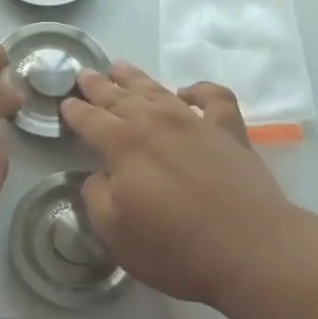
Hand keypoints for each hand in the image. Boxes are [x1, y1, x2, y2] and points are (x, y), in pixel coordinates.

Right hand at [59, 63, 305, 308]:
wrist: (252, 251)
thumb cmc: (176, 249)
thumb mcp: (116, 233)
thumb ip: (97, 198)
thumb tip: (100, 176)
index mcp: (124, 145)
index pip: (90, 121)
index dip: (75, 112)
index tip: (65, 103)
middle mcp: (157, 123)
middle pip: (120, 98)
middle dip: (99, 86)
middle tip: (84, 74)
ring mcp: (196, 123)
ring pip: (159, 90)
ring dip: (136, 78)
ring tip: (119, 67)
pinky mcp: (230, 133)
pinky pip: (214, 98)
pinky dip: (199, 90)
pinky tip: (188, 92)